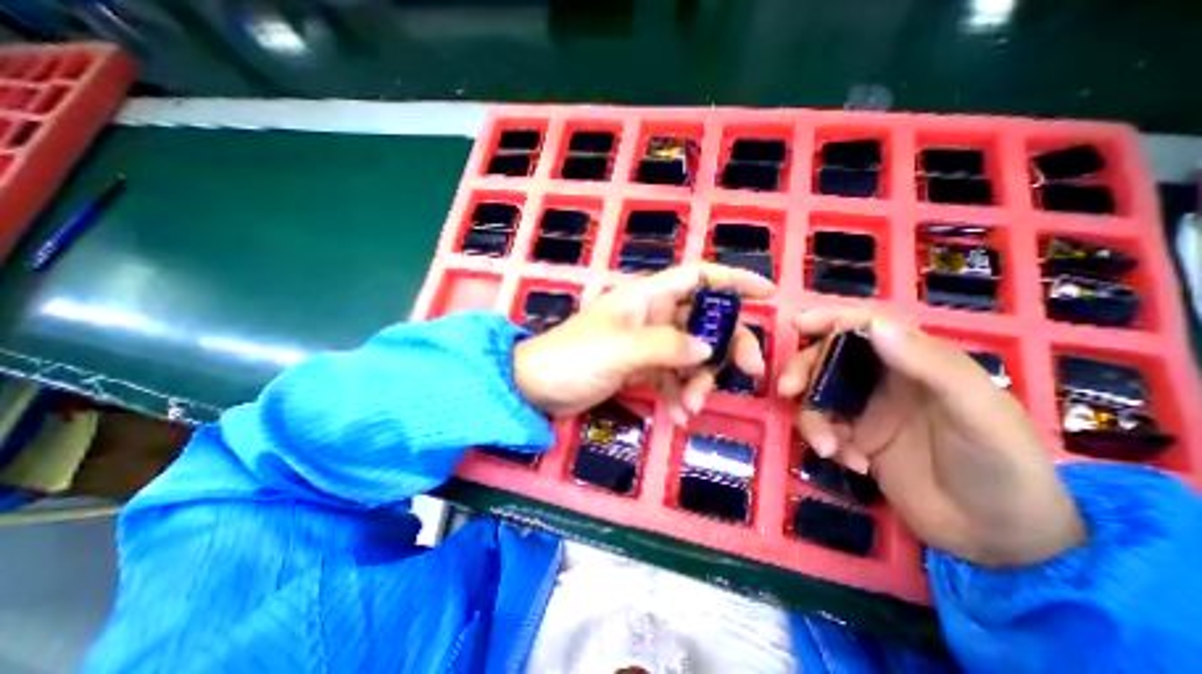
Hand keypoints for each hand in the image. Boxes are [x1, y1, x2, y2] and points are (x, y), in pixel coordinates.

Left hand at [511, 264, 775, 419]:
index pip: (697, 277)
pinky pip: (672, 377)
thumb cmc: (572, 358)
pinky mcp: (640, 368)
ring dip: (699, 380)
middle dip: (727, 346)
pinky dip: (679, 394)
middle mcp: (651, 316)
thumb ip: (666, 347)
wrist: (537, 388)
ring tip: (692, 407)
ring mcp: (647, 343)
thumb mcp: (621, 350)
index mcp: (646, 298)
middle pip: (704, 321)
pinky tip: (678, 415)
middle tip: (748, 373)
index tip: (767, 295)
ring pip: (691, 355)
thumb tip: (709, 348)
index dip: (733, 280)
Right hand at [781, 305, 1091, 568]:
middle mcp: (885, 379)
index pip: (867, 325)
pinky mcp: (855, 437)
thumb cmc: (1001, 466)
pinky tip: (852, 464)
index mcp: (917, 360)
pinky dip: (825, 441)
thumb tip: (873, 327)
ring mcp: (866, 409)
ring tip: (828, 448)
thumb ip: (930, 365)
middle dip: (803, 370)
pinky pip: (822, 426)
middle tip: (788, 390)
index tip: (797, 324)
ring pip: (817, 394)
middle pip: (828, 358)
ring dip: (813, 417)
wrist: (1000, 539)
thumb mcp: (976, 412)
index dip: (830, 318)